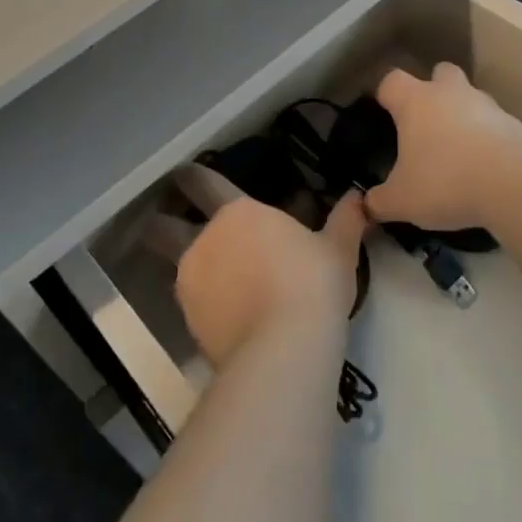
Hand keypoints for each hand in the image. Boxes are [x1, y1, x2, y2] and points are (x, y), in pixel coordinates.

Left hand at [176, 194, 365, 367]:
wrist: (284, 348)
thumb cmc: (313, 283)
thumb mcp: (338, 250)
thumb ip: (345, 220)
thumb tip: (359, 198)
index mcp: (237, 212)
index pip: (202, 182)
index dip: (191, 177)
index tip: (183, 174)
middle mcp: (205, 240)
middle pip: (164, 226)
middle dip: (163, 223)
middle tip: (169, 225)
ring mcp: (191, 282)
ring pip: (176, 266)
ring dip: (189, 268)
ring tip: (210, 280)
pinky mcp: (189, 321)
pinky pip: (191, 303)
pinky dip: (203, 303)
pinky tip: (224, 314)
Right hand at [366, 64, 521, 232]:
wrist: (516, 186)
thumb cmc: (446, 182)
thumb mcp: (402, 200)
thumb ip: (380, 201)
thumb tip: (367, 206)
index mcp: (416, 102)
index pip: (391, 80)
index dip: (385, 94)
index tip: (384, 113)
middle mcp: (450, 94)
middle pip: (439, 72)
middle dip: (432, 90)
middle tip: (426, 122)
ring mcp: (486, 106)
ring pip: (470, 97)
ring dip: (462, 115)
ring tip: (457, 151)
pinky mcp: (515, 125)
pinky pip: (493, 124)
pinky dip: (487, 138)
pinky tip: (484, 167)